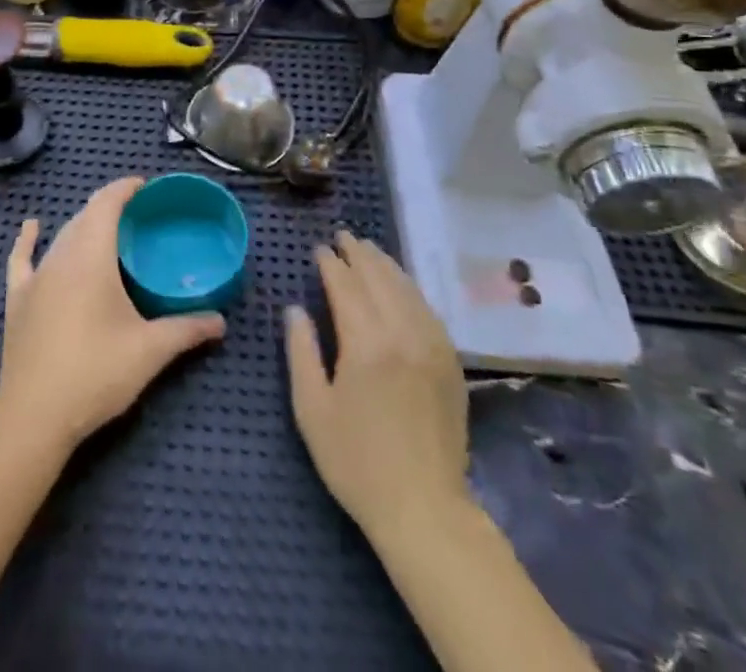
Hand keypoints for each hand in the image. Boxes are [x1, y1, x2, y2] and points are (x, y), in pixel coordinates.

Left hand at [0, 177, 225, 453]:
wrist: (33, 416)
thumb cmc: (95, 373)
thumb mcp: (149, 351)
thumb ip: (186, 330)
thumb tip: (220, 321)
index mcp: (92, 256)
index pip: (107, 203)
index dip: (125, 188)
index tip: (145, 187)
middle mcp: (61, 255)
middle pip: (85, 216)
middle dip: (109, 208)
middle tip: (137, 217)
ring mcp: (35, 276)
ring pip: (61, 236)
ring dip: (83, 225)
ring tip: (105, 230)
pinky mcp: (17, 299)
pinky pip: (22, 259)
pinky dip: (28, 240)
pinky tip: (32, 227)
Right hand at [284, 230, 469, 542]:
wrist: (424, 508)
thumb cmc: (357, 462)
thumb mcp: (312, 409)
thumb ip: (301, 351)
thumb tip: (296, 309)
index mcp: (366, 342)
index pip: (346, 285)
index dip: (331, 263)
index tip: (319, 249)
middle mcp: (402, 332)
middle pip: (379, 277)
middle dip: (358, 253)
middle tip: (343, 237)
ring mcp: (432, 344)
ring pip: (407, 287)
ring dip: (385, 264)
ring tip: (368, 250)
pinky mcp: (450, 361)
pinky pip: (427, 309)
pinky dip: (409, 288)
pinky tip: (400, 286)